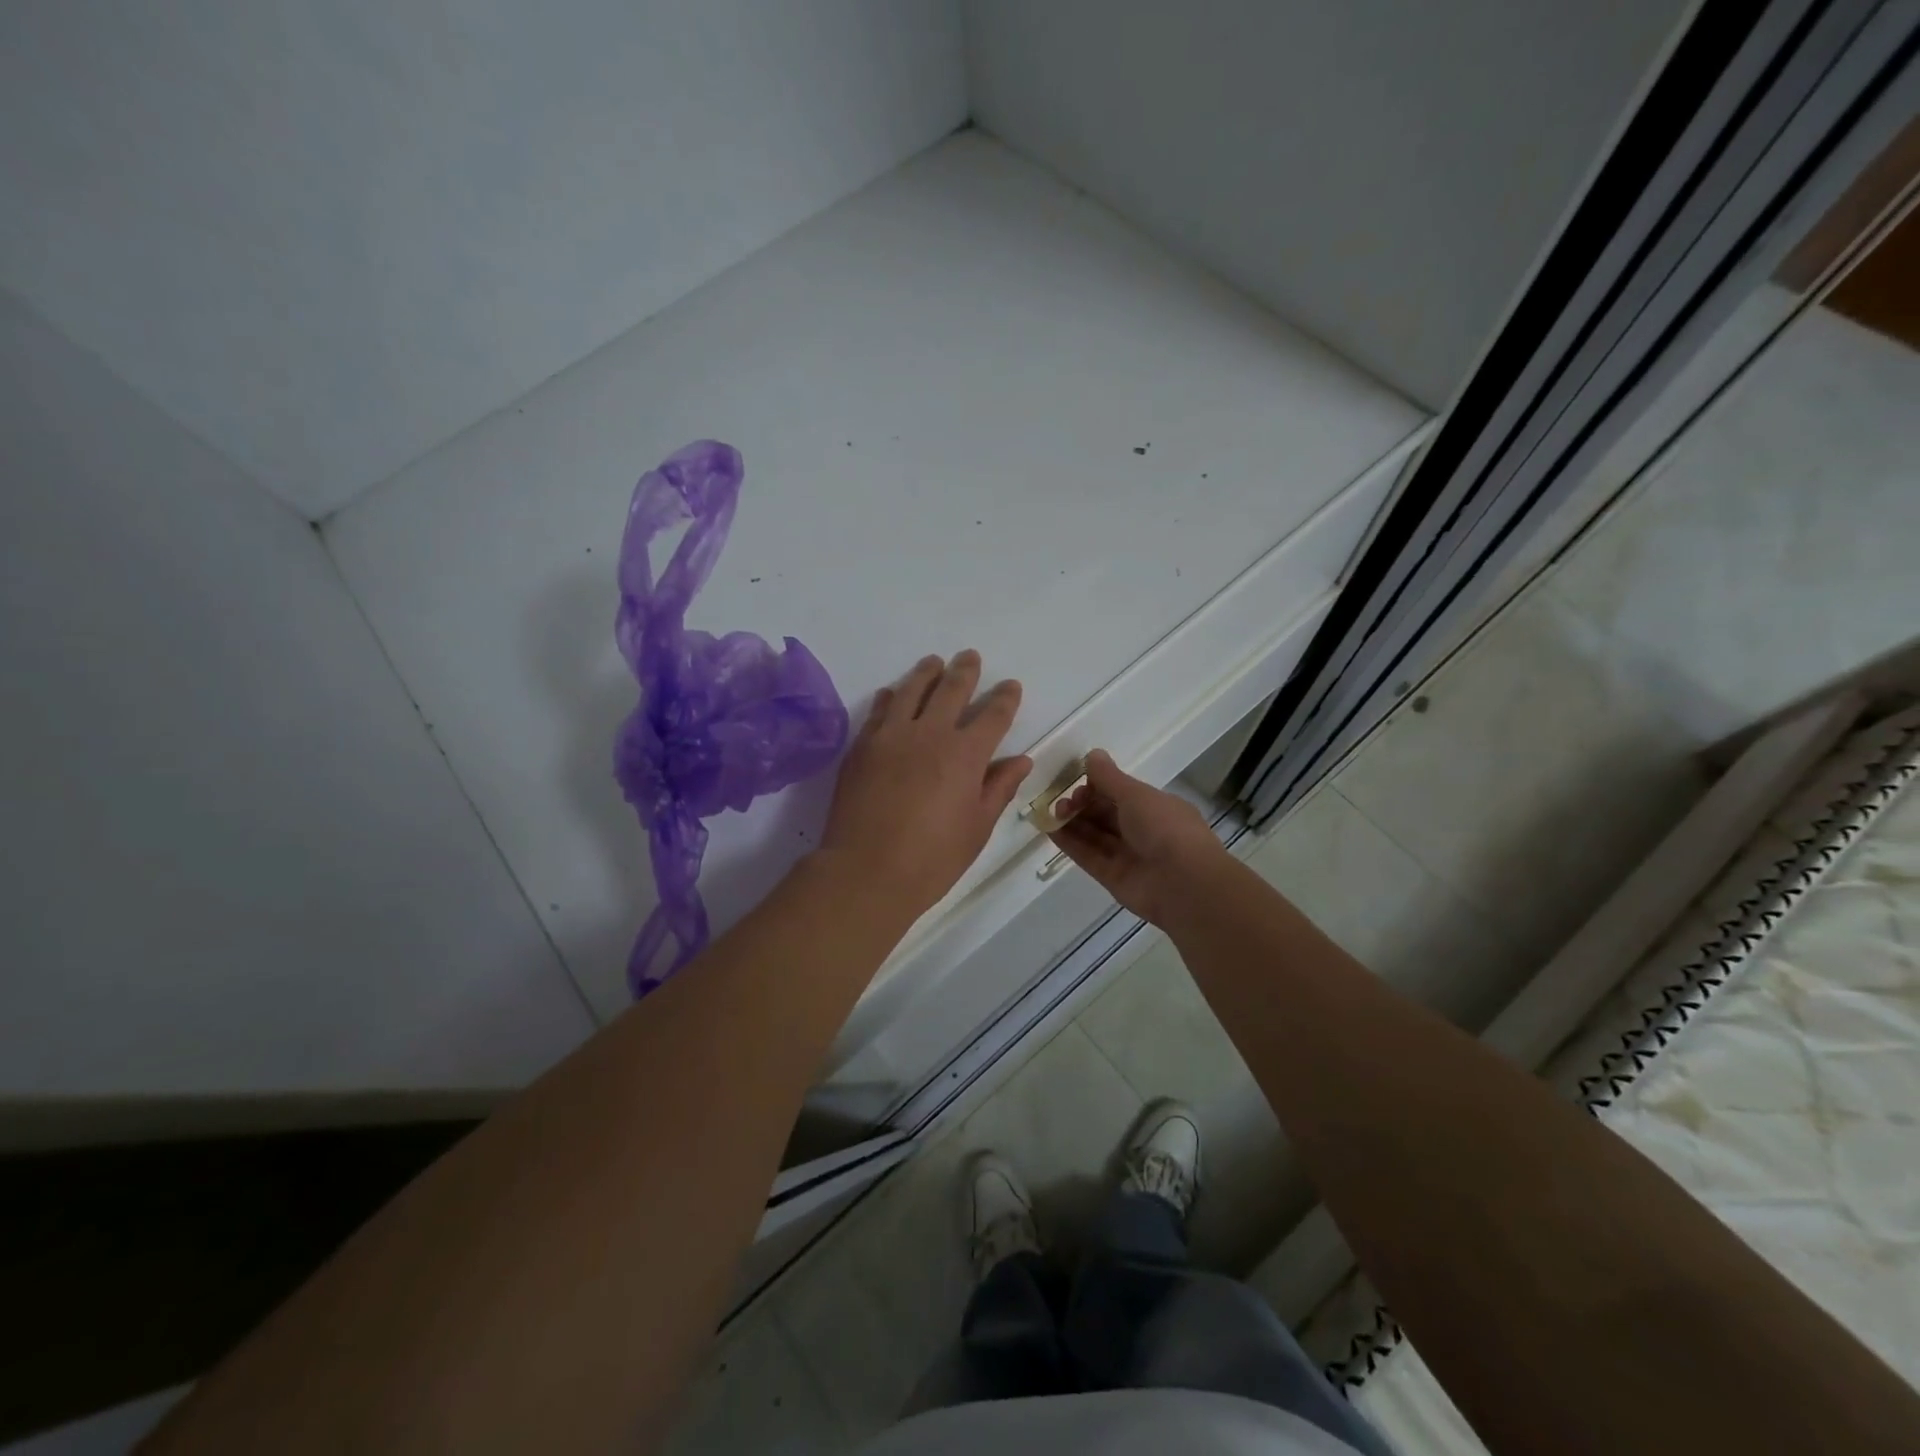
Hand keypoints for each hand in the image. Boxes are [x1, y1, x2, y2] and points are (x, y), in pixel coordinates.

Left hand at [817, 651, 1031, 921]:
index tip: (1010, 686)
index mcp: (966, 755)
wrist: (866, 871)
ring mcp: (891, 736)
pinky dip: (891, 697)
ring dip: (927, 673)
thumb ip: (999, 788)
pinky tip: (893, 693)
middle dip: (965, 671)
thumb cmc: (932, 858)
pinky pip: (880, 710)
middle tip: (969, 657)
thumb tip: (1021, 760)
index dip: (1005, 698)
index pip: (993, 715)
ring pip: (912, 690)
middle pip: (951, 690)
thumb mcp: (977, 828)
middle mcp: (930, 734)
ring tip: (933, 662)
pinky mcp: (862, 746)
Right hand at [1048, 750, 1226, 926]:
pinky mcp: (1113, 878)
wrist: (1184, 884)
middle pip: (1105, 815)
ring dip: (1073, 823)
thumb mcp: (1136, 794)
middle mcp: (1143, 831)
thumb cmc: (1165, 828)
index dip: (1097, 787)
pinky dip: (1070, 844)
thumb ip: (1109, 777)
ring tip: (1051, 813)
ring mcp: (1128, 856)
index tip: (1077, 783)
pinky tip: (1050, 830)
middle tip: (1062, 801)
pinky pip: (1088, 856)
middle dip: (1082, 805)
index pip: (1121, 794)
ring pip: (1095, 836)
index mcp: (1156, 808)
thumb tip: (1092, 754)